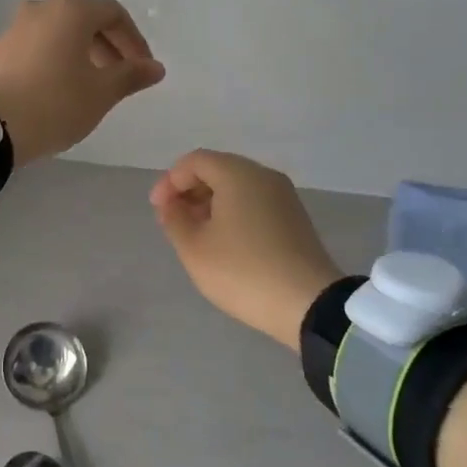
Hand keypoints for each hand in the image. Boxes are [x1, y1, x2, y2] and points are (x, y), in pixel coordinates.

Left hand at [0, 0, 165, 166]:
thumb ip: (131, 75)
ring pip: (60, 33)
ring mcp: (15, 26)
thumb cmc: (54, 104)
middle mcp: (41, 8)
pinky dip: (57, 59)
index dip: (134, 41)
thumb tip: (154, 67)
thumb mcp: (101, 93)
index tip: (142, 69)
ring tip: (91, 87)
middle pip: (85, 20)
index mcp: (70, 11)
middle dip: (108, 47)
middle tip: (120, 79)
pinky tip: (60, 89)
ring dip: (82, 54)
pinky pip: (39, 45)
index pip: (114, 14)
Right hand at [151, 150, 340, 349]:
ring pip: (237, 186)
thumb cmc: (243, 271)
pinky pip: (255, 202)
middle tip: (172, 220)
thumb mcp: (194, 248)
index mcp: (237, 174)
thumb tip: (172, 205)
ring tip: (195, 233)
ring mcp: (284, 196)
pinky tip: (224, 241)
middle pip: (217, 169)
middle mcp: (263, 176)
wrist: (309, 304)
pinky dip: (233, 212)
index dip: (170, 181)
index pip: (195, 161)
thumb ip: (175, 219)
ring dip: (210, 202)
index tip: (158, 210)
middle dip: (189, 190)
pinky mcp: (295, 218)